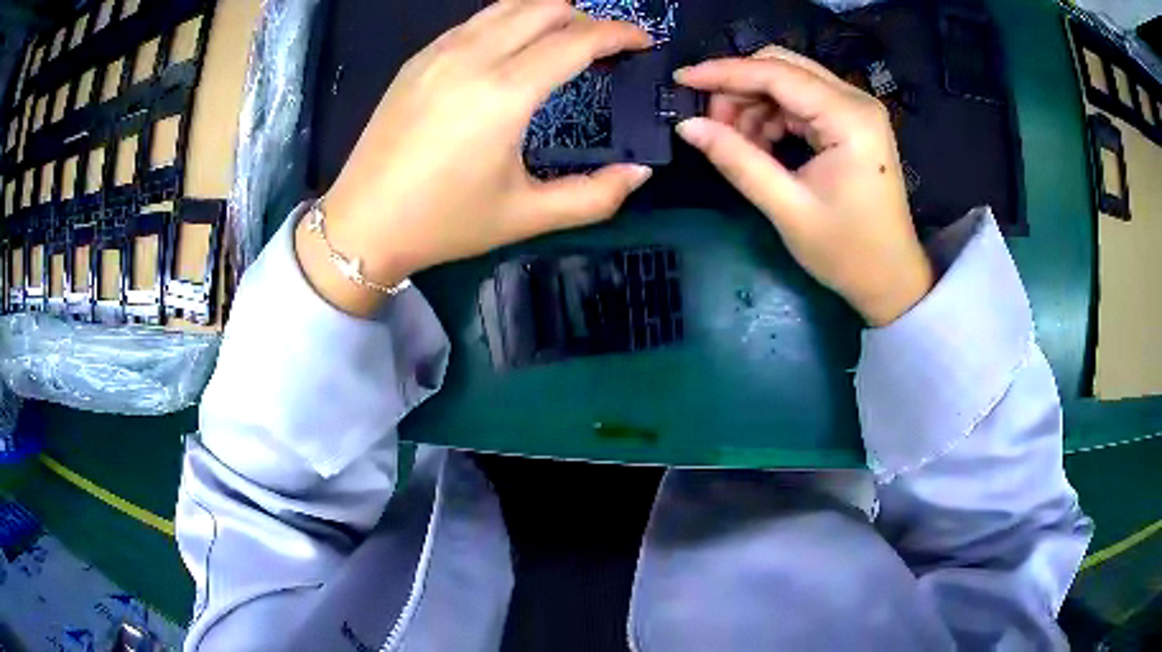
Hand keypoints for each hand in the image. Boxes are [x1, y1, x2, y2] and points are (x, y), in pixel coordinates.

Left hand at [298, 0, 653, 315]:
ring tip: (564, 39)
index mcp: (505, 92)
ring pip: (508, 5)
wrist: (362, 223)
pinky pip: (476, 20)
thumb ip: (594, 196)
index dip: (619, 33)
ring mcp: (440, 51)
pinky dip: (509, 21)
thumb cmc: (444, 223)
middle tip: (604, 45)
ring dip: (547, 12)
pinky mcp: (418, 58)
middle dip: (587, 17)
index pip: (578, 38)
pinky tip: (513, 48)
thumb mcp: (526, 216)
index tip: (641, 42)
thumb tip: (639, 173)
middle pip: (547, 6)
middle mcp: (474, 56)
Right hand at [673, 47, 932, 326]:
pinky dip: (772, 116)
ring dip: (753, 104)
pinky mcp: (851, 122)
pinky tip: (759, 146)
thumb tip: (687, 126)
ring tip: (735, 144)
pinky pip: (800, 101)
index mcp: (849, 118)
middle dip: (739, 88)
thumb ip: (737, 160)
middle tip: (711, 124)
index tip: (681, 80)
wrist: (891, 279)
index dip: (724, 72)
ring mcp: (855, 109)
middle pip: (782, 67)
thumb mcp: (787, 208)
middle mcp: (855, 101)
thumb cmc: (847, 252)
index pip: (776, 74)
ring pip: (788, 82)